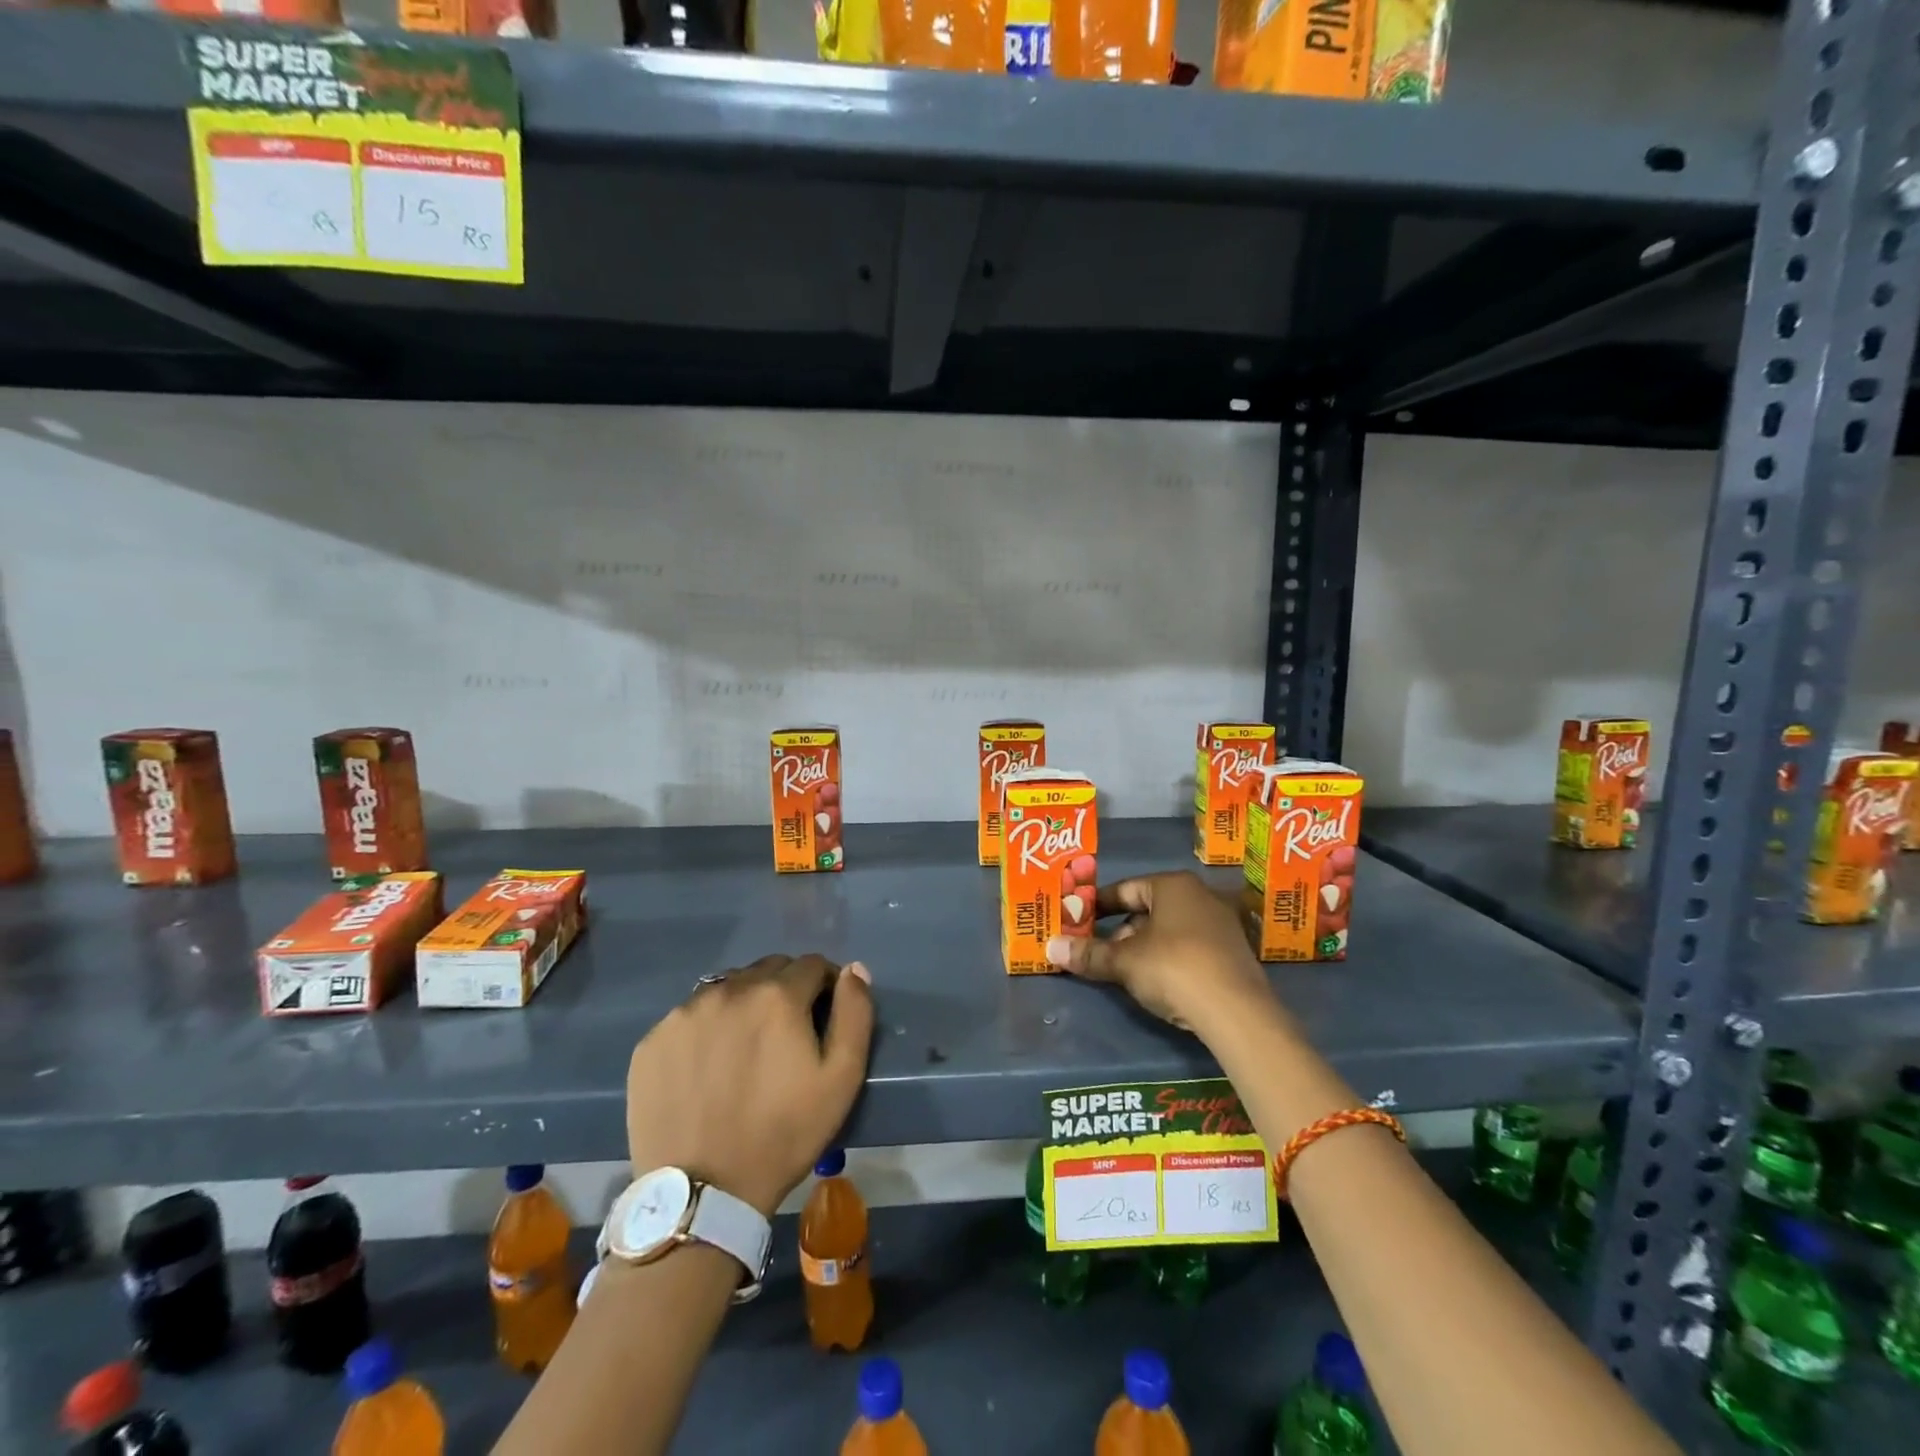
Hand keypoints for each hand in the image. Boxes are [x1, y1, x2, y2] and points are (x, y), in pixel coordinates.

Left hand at [626, 954, 873, 1216]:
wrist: (703, 1194)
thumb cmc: (784, 1134)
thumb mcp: (842, 1079)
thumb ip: (854, 1013)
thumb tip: (853, 969)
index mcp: (777, 995)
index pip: (811, 965)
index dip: (825, 985)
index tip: (824, 1015)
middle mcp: (729, 990)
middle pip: (768, 970)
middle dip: (785, 990)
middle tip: (786, 1033)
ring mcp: (685, 1013)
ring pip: (727, 988)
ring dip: (744, 1004)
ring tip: (745, 1049)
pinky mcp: (653, 1040)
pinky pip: (690, 1016)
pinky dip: (706, 1028)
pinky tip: (708, 1066)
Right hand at [1046, 872, 1276, 1034]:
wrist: (1236, 1012)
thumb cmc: (1173, 968)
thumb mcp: (1125, 962)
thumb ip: (1089, 953)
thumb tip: (1050, 947)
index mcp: (1173, 885)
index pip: (1125, 889)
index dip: (1097, 905)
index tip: (1076, 920)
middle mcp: (1200, 896)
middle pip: (1147, 910)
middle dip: (1120, 932)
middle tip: (1097, 953)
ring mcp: (1221, 924)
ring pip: (1168, 931)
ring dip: (1143, 948)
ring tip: (1122, 972)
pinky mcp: (1232, 954)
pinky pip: (1188, 948)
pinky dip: (1167, 960)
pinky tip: (1157, 983)